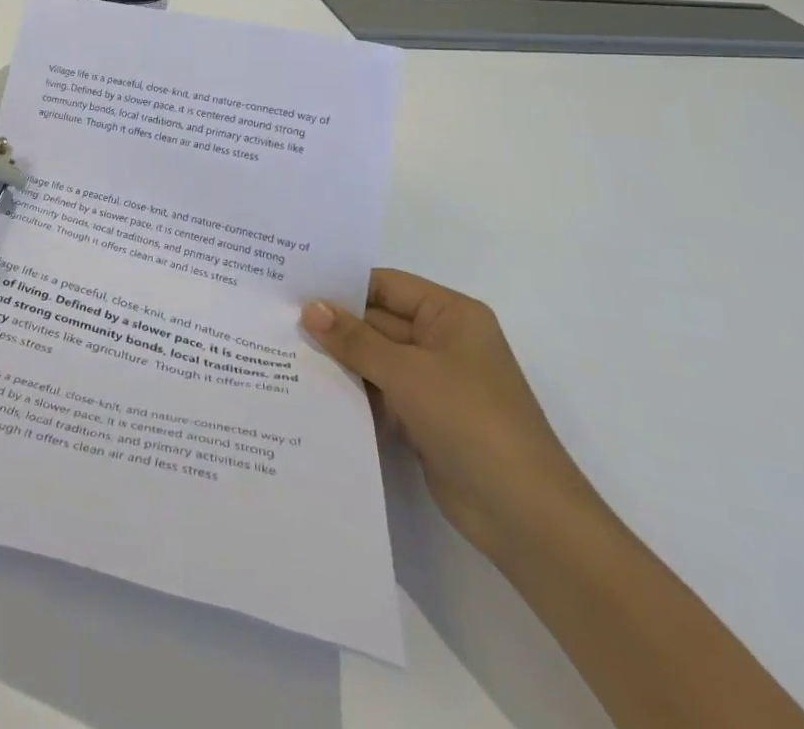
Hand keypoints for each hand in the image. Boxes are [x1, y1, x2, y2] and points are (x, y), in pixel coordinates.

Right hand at [302, 270, 598, 559]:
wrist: (527, 519)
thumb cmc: (472, 423)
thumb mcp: (408, 373)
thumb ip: (355, 339)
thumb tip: (310, 307)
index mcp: (450, 315)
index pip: (384, 285)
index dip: (340, 284)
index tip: (290, 284)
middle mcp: (442, 341)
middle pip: (376, 321)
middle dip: (333, 324)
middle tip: (275, 318)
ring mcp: (433, 382)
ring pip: (374, 359)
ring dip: (337, 359)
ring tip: (280, 350)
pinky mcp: (423, 418)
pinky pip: (379, 392)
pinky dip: (351, 391)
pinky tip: (308, 389)